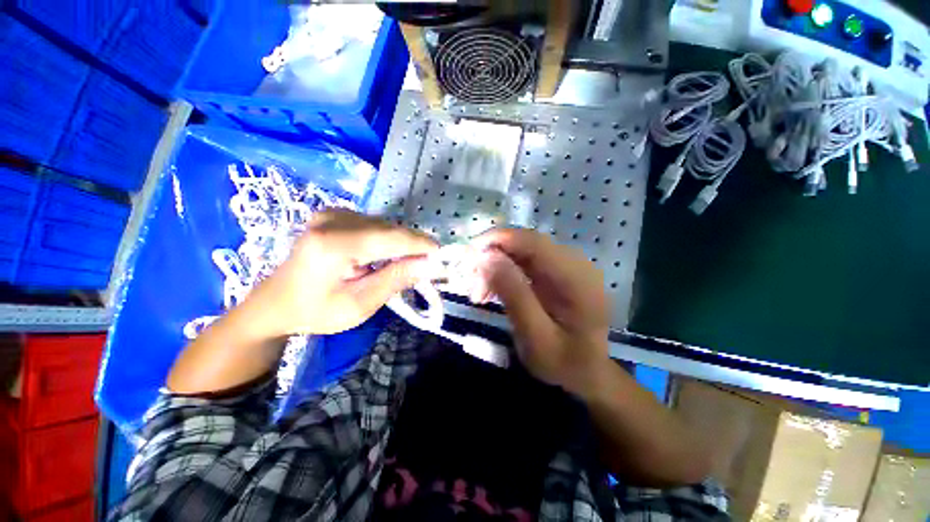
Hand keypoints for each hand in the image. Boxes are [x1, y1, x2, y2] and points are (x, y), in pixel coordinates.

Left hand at [241, 210, 436, 336]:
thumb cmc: (316, 311)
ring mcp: (332, 213)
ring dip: (400, 244)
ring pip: (384, 225)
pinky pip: (374, 224)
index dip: (421, 245)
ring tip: (403, 265)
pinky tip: (383, 256)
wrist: (275, 303)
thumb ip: (395, 280)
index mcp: (334, 244)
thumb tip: (428, 264)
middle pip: (390, 228)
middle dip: (412, 246)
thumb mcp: (359, 305)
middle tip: (425, 267)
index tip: (442, 256)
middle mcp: (333, 219)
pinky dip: (387, 239)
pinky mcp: (334, 214)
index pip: (391, 237)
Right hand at [471, 228, 610, 396]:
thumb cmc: (565, 363)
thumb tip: (486, 258)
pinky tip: (491, 290)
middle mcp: (575, 264)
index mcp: (577, 278)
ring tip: (479, 294)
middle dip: (493, 256)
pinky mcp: (556, 273)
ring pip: (522, 252)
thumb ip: (514, 295)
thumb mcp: (536, 337)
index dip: (499, 240)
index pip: (533, 242)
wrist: (588, 374)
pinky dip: (503, 272)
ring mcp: (566, 267)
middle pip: (526, 244)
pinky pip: (524, 262)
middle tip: (471, 282)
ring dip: (496, 266)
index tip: (468, 253)